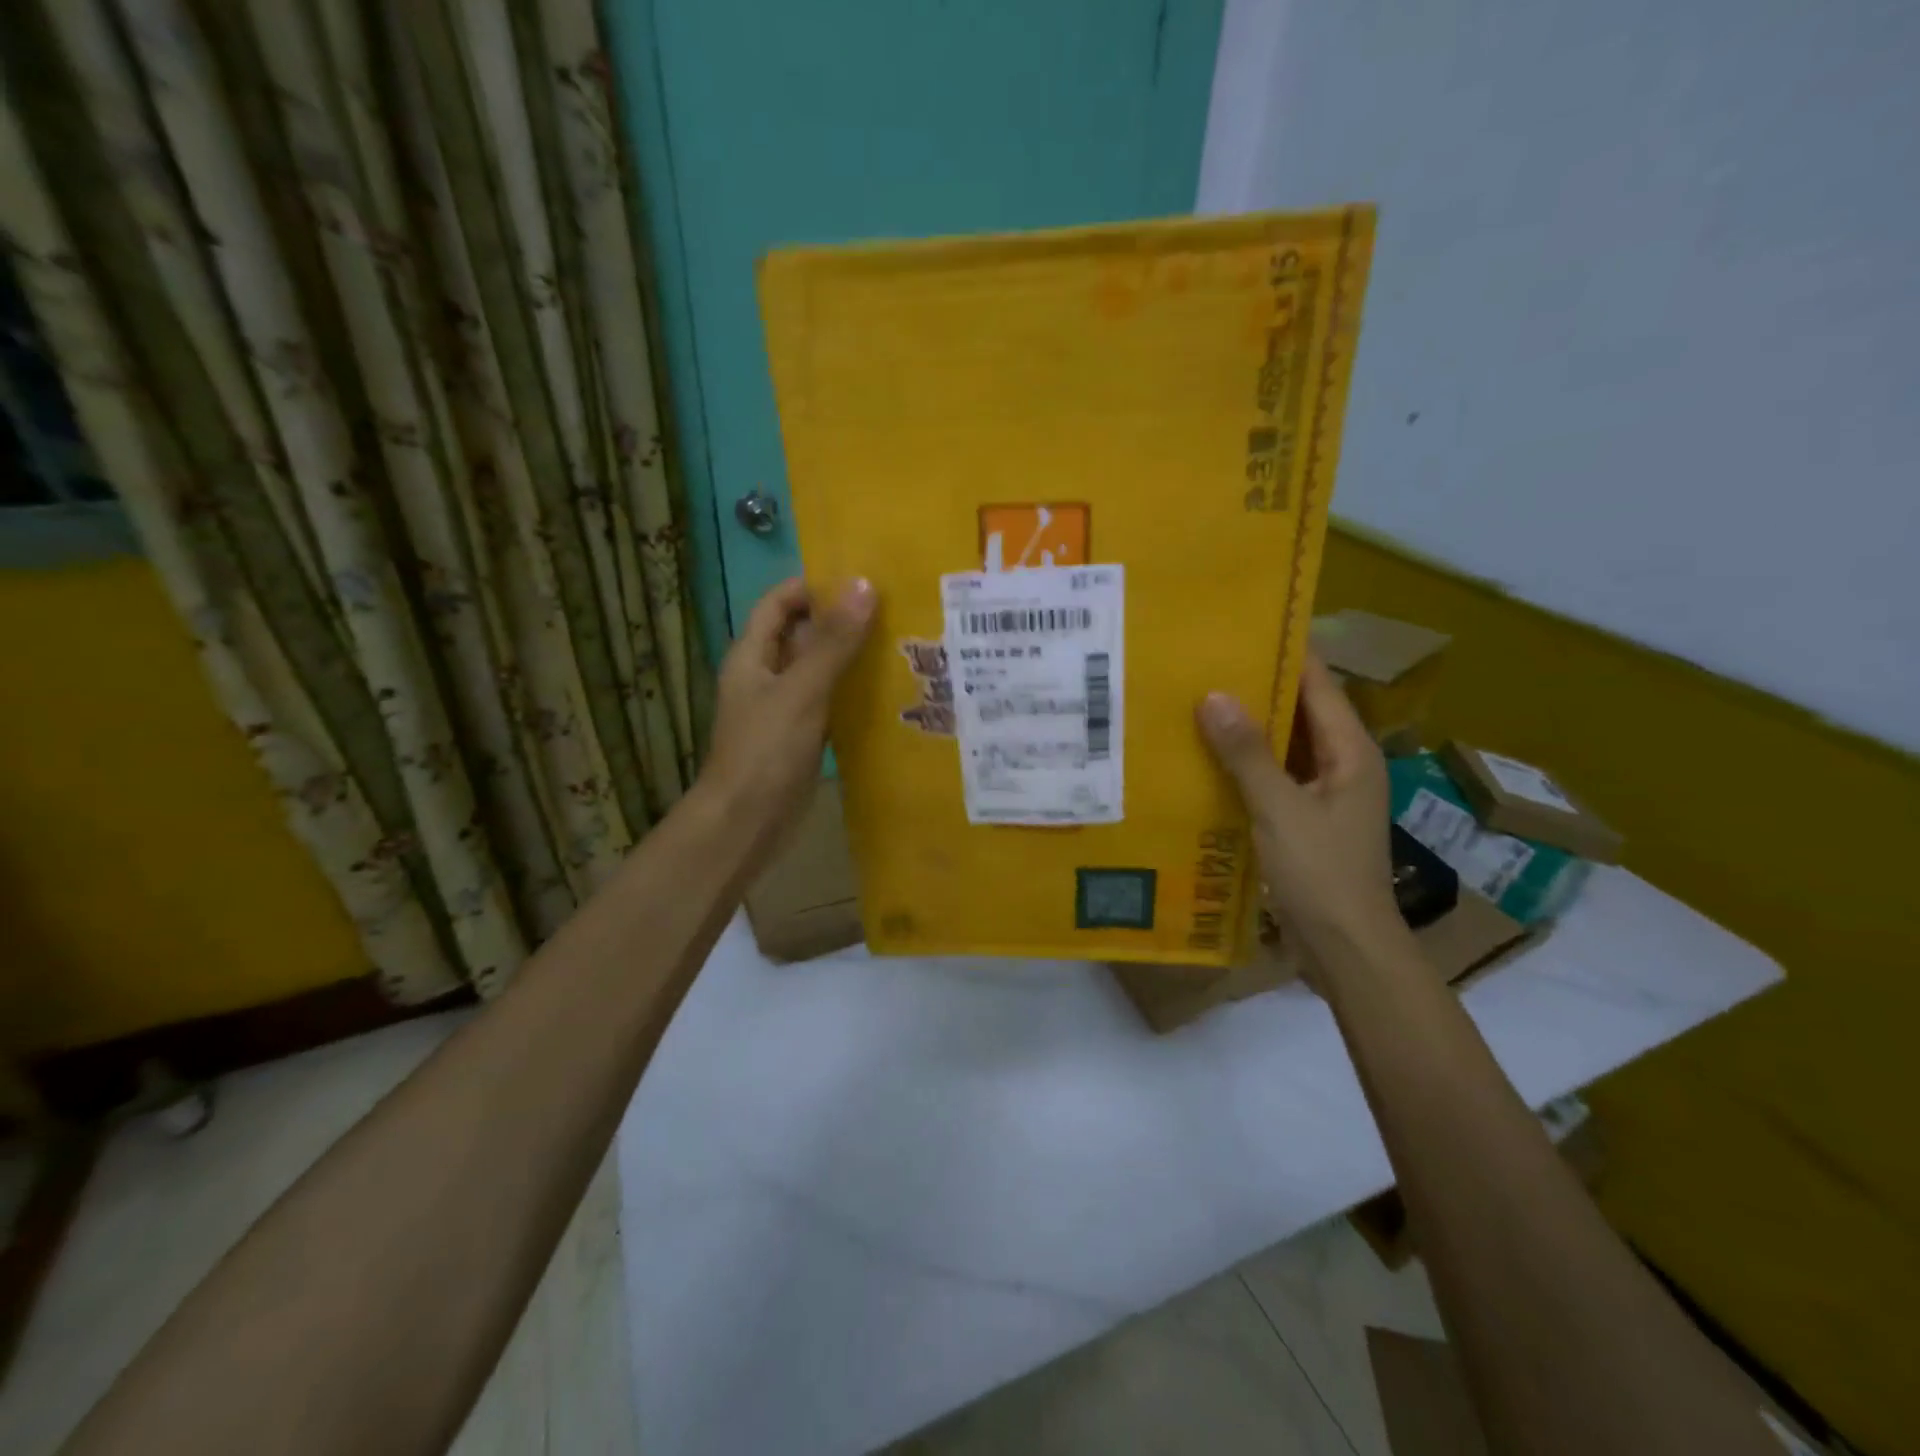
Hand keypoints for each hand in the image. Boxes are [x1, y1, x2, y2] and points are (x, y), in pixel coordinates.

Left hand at [700, 576, 876, 846]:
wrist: (746, 822)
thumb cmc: (766, 750)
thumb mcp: (802, 690)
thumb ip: (832, 641)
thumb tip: (864, 585)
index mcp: (752, 655)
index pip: (779, 602)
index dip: (813, 586)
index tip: (861, 581)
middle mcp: (765, 675)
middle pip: (801, 634)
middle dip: (840, 621)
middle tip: (893, 611)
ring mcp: (782, 708)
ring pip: (818, 670)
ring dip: (850, 657)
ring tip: (900, 644)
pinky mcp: (799, 737)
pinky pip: (827, 702)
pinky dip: (851, 693)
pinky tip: (886, 692)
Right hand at [1196, 655, 1402, 980]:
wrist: (1347, 949)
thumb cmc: (1322, 874)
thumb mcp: (1279, 809)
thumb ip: (1247, 753)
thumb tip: (1213, 696)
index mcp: (1350, 751)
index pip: (1317, 682)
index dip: (1283, 652)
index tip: (1239, 627)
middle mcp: (1342, 763)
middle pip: (1299, 709)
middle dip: (1256, 686)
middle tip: (1203, 663)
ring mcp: (1325, 792)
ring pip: (1284, 744)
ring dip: (1247, 726)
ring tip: (1196, 701)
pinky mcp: (1305, 818)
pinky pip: (1273, 774)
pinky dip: (1245, 762)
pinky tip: (1206, 757)